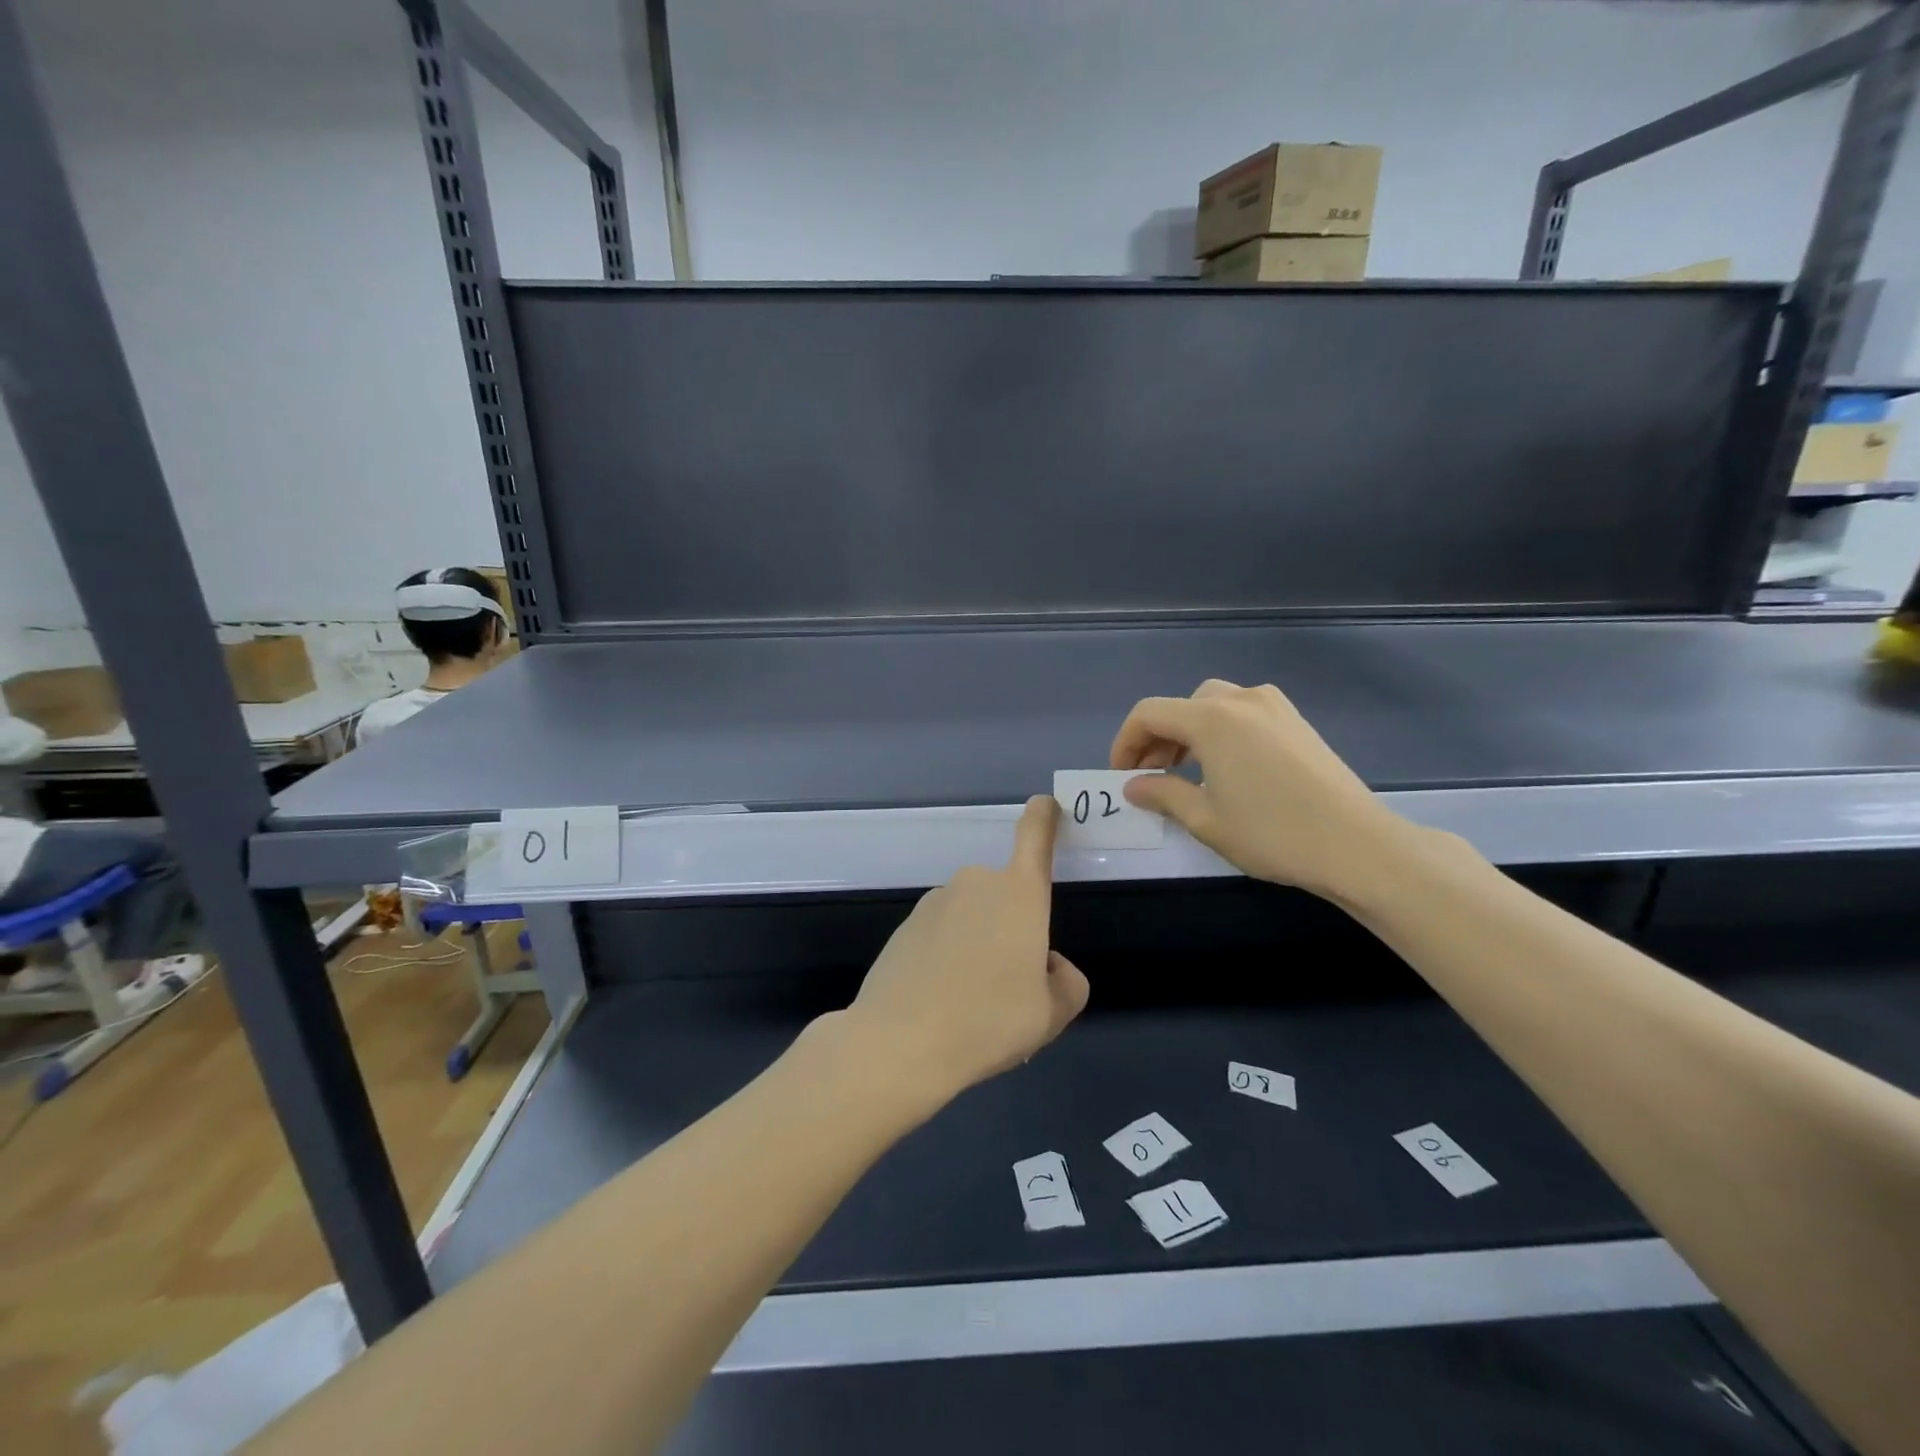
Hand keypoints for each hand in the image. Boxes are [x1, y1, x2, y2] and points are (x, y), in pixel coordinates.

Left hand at [843, 796, 1089, 1101]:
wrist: (901, 1042)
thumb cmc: (989, 1021)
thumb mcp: (1051, 1013)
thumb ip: (1066, 982)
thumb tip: (1047, 966)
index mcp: (1019, 894)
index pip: (1034, 837)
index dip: (1043, 817)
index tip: (1044, 803)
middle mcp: (977, 884)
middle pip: (1006, 896)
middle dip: (1012, 929)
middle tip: (1010, 987)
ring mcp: (935, 902)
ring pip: (972, 918)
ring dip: (978, 945)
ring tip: (971, 1004)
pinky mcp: (906, 925)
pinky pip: (941, 934)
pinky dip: (947, 957)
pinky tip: (939, 1001)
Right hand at [1110, 679, 1410, 902]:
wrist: (1356, 845)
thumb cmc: (1272, 833)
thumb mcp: (1205, 820)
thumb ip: (1162, 795)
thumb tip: (1134, 786)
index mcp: (1212, 719)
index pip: (1149, 714)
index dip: (1126, 742)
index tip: (1122, 776)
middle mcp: (1241, 700)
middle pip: (1182, 706)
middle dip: (1158, 738)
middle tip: (1152, 777)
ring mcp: (1274, 707)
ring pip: (1214, 705)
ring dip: (1189, 733)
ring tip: (1186, 773)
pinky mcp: (1297, 722)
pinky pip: (1244, 713)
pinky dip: (1221, 732)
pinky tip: (1227, 768)